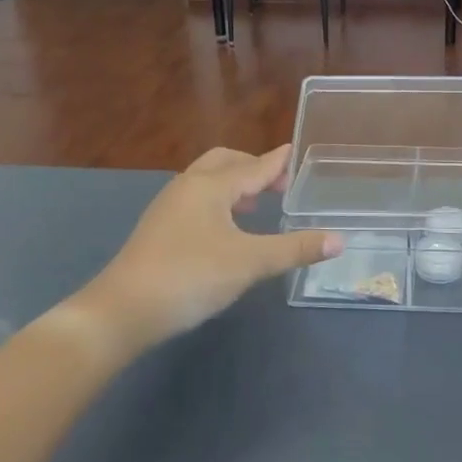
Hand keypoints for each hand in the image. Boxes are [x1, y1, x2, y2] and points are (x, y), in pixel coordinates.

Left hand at [73, 146, 340, 349]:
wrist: (122, 311)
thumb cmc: (190, 276)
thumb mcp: (250, 262)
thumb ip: (294, 249)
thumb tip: (339, 240)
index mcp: (211, 186)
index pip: (254, 165)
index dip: (278, 161)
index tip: (296, 151)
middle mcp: (187, 187)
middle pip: (224, 163)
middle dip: (253, 167)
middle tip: (279, 185)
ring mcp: (168, 208)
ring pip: (207, 182)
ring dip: (234, 186)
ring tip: (257, 205)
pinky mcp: (158, 230)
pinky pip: (196, 201)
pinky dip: (219, 203)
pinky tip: (227, 231)